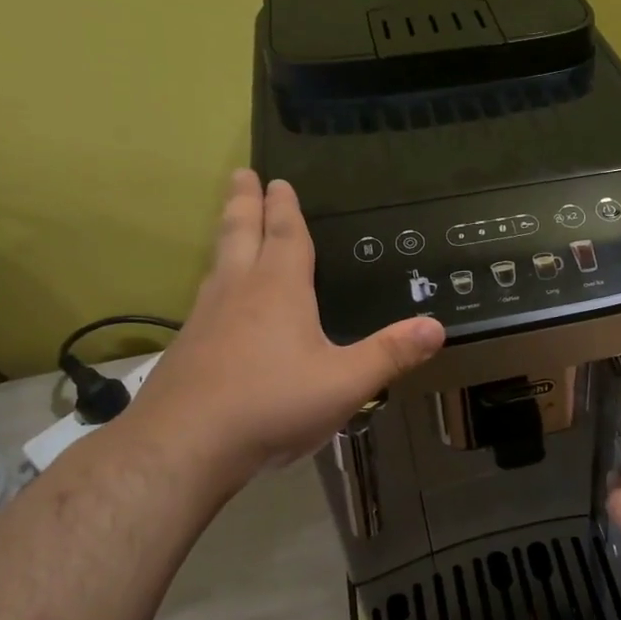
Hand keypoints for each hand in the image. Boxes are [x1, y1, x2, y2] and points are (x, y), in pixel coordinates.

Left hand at [113, 170, 445, 501]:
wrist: (183, 446)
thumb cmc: (272, 404)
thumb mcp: (345, 383)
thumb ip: (391, 354)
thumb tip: (437, 326)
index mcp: (279, 290)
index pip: (286, 236)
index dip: (286, 208)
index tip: (277, 180)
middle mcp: (239, 292)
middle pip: (241, 234)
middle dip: (244, 203)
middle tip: (241, 174)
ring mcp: (206, 318)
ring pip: (218, 263)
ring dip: (228, 237)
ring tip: (230, 226)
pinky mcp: (187, 348)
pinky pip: (206, 297)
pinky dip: (216, 280)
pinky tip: (217, 302)